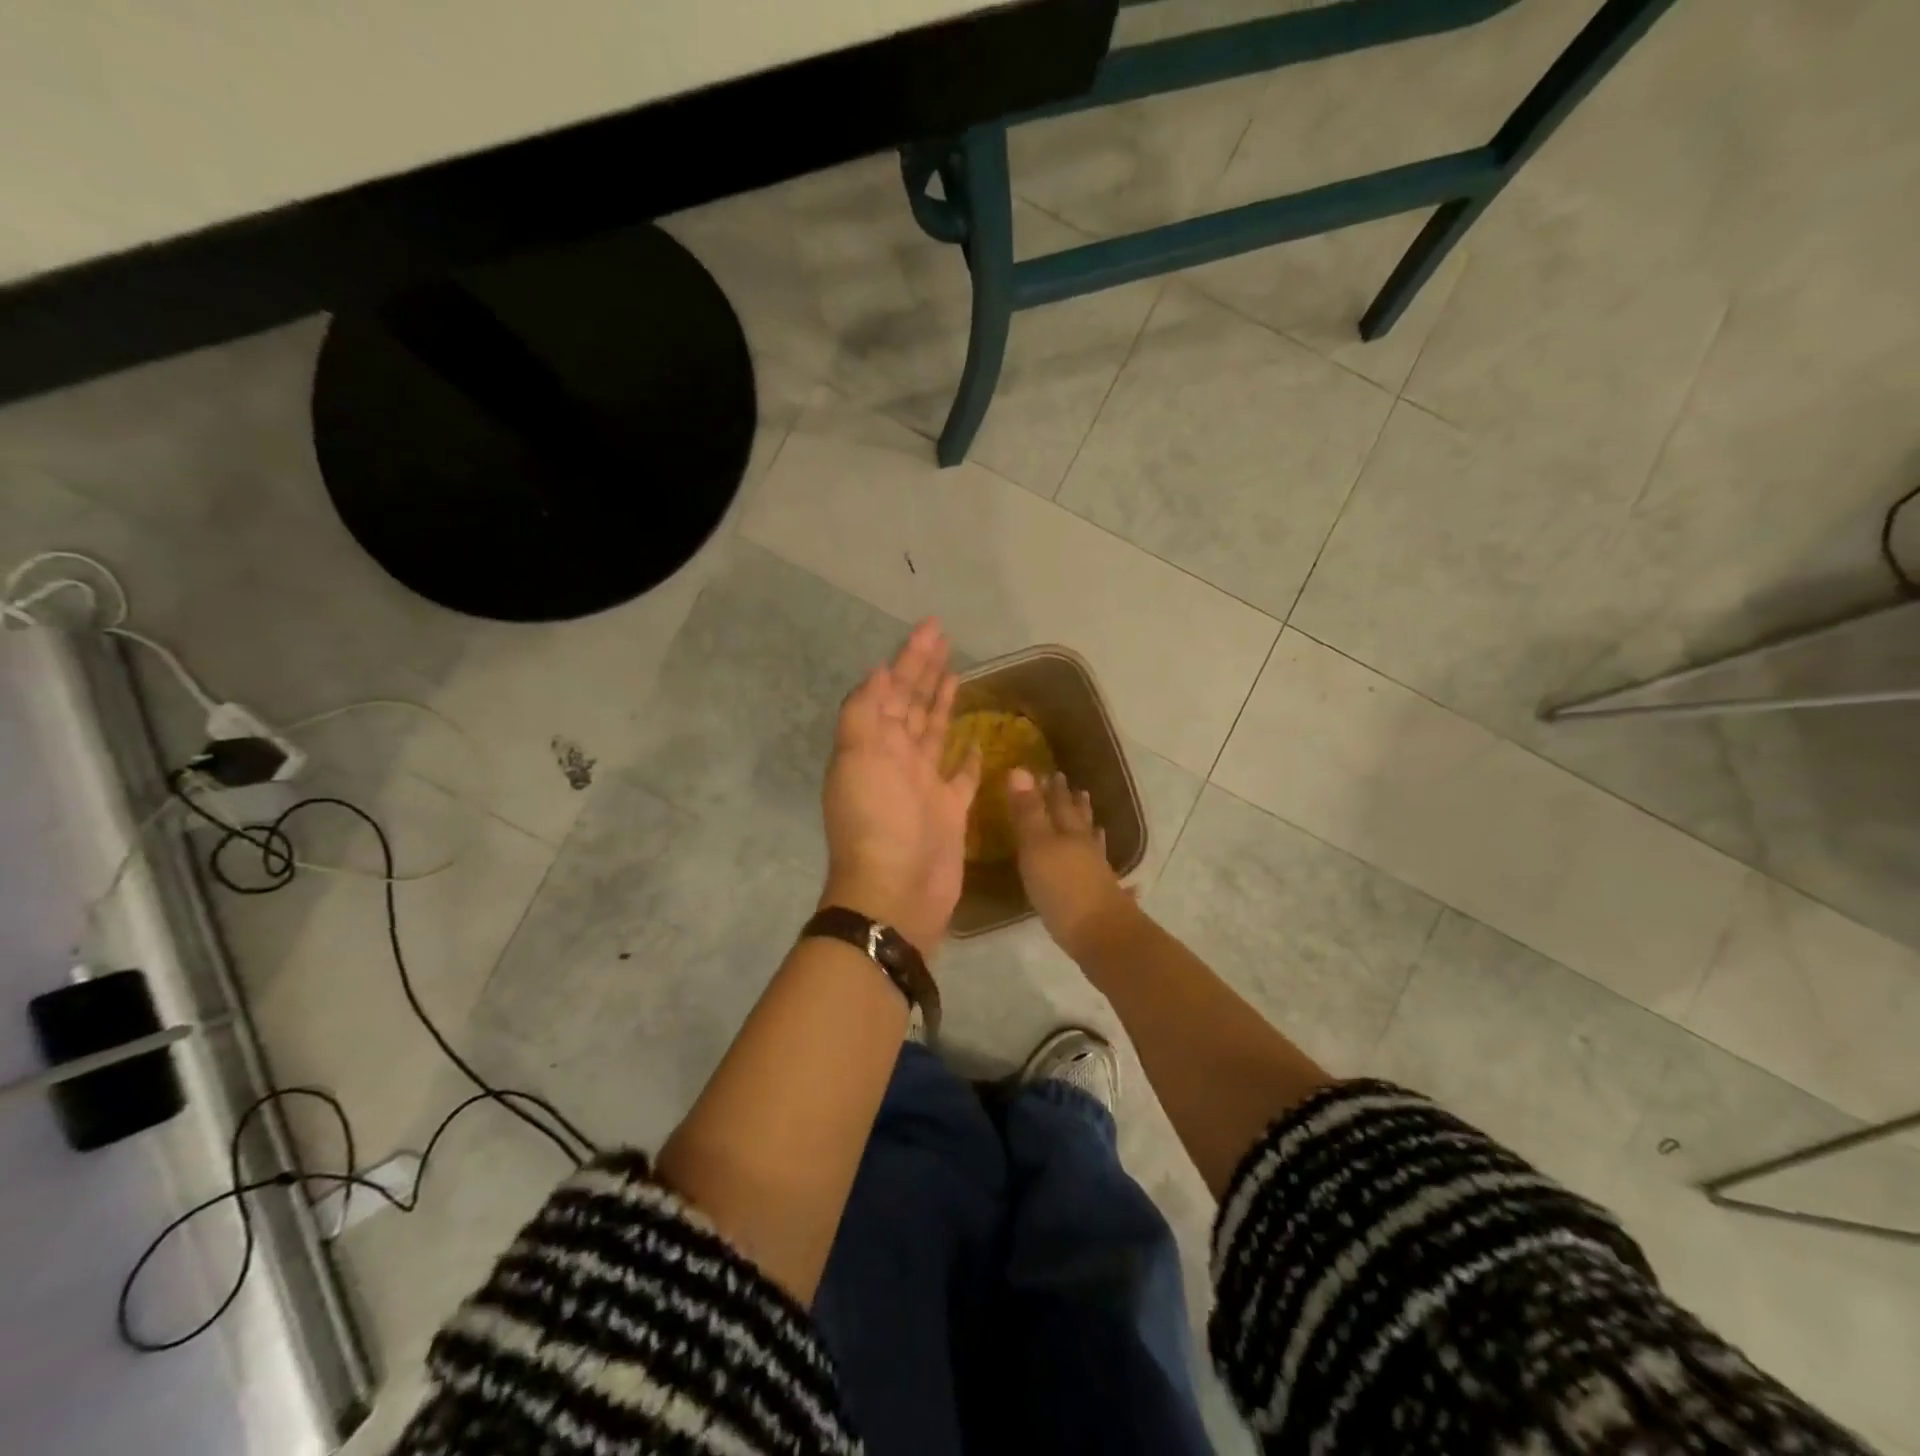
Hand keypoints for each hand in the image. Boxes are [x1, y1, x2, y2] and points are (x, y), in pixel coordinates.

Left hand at [820, 620, 981, 954]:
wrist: (896, 892)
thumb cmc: (877, 821)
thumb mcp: (858, 758)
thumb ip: (866, 712)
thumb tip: (879, 671)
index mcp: (875, 743)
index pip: (893, 688)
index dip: (910, 657)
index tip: (932, 627)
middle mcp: (897, 758)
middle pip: (914, 703)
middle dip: (926, 670)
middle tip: (946, 638)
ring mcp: (924, 785)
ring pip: (935, 733)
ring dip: (942, 703)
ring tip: (957, 674)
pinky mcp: (950, 810)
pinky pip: (960, 776)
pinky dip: (967, 758)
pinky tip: (977, 740)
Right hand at [1006, 768, 1139, 961]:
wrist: (1101, 935)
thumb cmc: (1062, 888)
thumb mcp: (1036, 847)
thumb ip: (1028, 812)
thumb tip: (1020, 769)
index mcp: (1068, 832)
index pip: (1059, 804)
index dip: (1053, 789)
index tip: (1052, 773)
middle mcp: (1085, 847)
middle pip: (1079, 820)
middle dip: (1074, 805)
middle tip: (1075, 789)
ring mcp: (1098, 871)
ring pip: (1093, 843)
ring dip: (1090, 829)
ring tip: (1094, 821)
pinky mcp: (1103, 895)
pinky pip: (1101, 867)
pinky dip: (1101, 860)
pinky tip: (1106, 865)